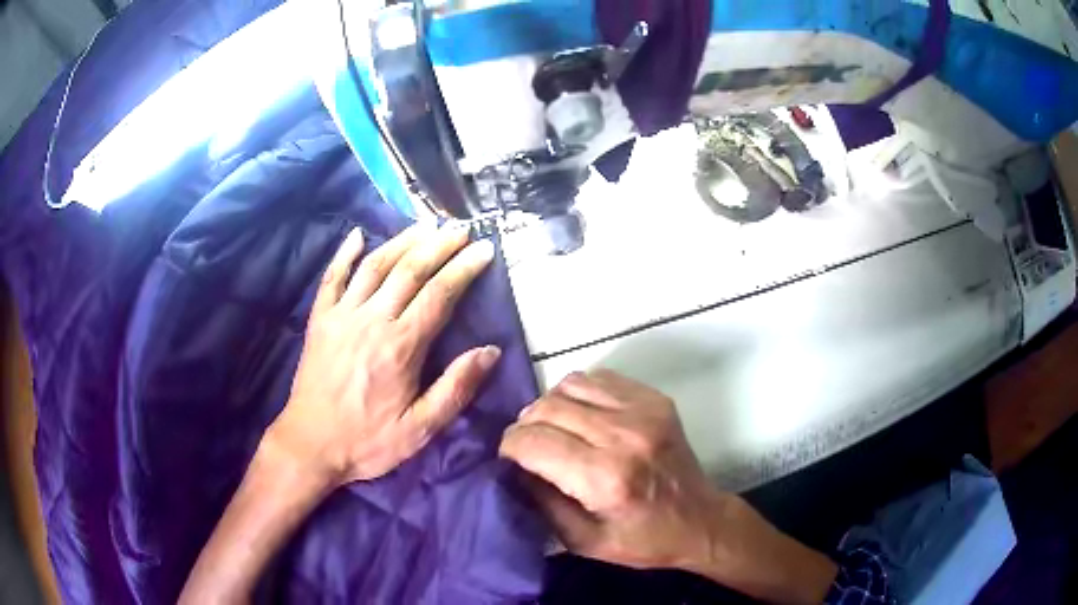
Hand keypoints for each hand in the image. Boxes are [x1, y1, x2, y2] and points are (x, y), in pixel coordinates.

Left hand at [269, 224, 500, 487]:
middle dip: (438, 245)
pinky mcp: (320, 319)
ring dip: (401, 241)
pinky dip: (344, 254)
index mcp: (400, 346)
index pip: (439, 295)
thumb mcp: (420, 428)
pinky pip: (332, 277)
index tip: (485, 249)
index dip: (464, 268)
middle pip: (409, 270)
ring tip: (424, 225)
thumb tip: (489, 351)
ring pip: (375, 266)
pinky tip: (357, 235)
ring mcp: (342, 315)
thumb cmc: (368, 441)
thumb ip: (455, 389)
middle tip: (459, 228)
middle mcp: (372, 320)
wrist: (311, 444)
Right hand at [499, 370, 723, 570]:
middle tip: (527, 447)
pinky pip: (598, 379)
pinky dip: (578, 394)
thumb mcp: (582, 541)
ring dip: (550, 407)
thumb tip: (512, 468)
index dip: (509, 448)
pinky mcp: (654, 399)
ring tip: (554, 430)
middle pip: (547, 409)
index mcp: (605, 478)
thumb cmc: (642, 539)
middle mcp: (623, 436)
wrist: (700, 520)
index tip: (508, 460)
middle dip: (524, 427)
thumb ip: (541, 503)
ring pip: (569, 385)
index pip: (533, 442)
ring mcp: (642, 411)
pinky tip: (581, 417)